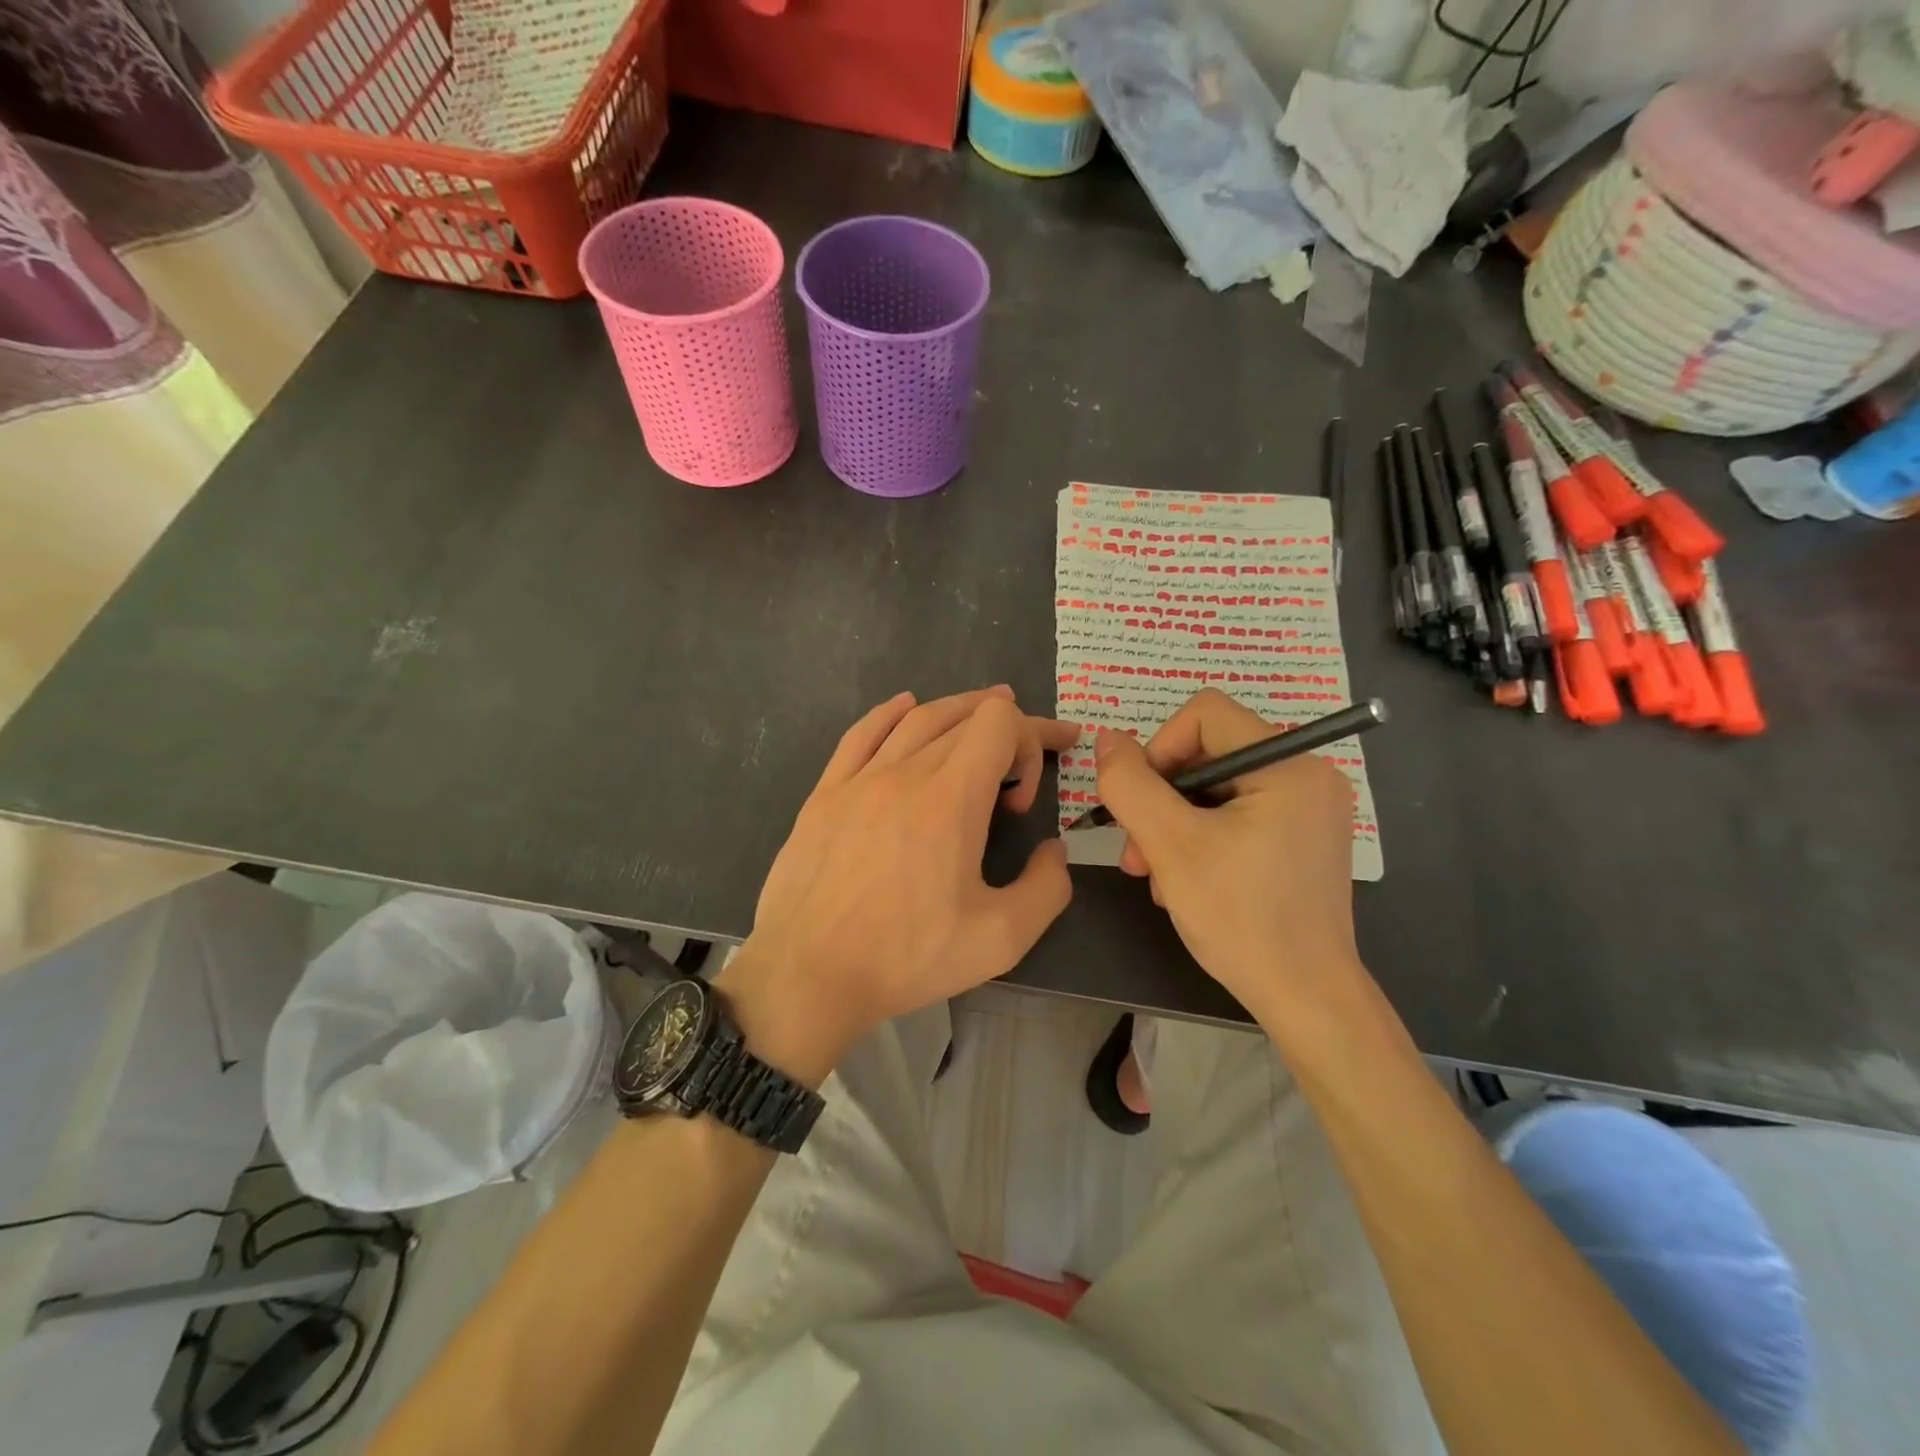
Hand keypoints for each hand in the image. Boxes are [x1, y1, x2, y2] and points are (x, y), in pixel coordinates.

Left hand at [721, 687, 1074, 1083]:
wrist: (807, 975)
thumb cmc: (906, 957)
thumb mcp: (1001, 938)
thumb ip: (1047, 888)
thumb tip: (1053, 850)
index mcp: (951, 798)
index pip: (1000, 723)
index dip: (1031, 741)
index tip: (1026, 798)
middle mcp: (906, 772)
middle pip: (965, 717)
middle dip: (1008, 729)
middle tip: (1029, 755)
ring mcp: (859, 779)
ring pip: (917, 719)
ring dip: (957, 710)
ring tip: (983, 712)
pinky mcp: (825, 793)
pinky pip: (861, 733)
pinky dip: (891, 712)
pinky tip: (905, 706)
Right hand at [1093, 689, 1364, 1017]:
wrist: (1305, 998)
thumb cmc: (1241, 918)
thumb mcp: (1171, 846)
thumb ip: (1130, 785)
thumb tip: (1106, 739)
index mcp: (1290, 765)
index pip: (1205, 714)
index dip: (1159, 748)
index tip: (1140, 801)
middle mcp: (1308, 775)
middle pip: (1208, 754)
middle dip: (1161, 799)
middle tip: (1136, 852)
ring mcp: (1309, 809)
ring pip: (1216, 789)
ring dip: (1174, 825)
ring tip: (1154, 875)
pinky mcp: (1302, 838)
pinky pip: (1237, 815)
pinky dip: (1202, 839)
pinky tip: (1185, 882)